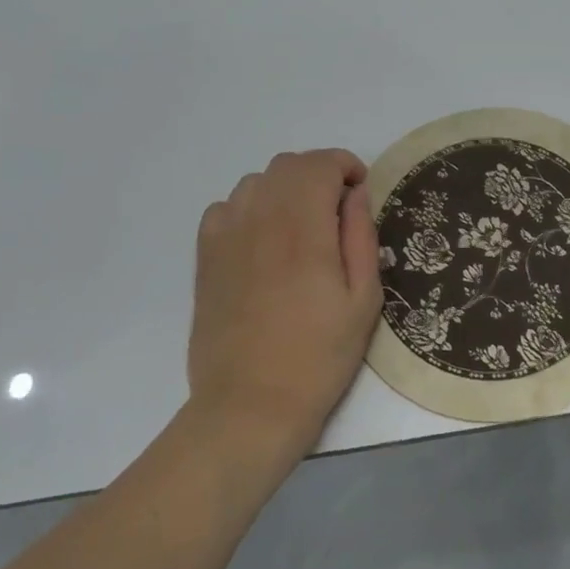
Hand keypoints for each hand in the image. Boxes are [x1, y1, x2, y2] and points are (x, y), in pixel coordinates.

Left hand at [186, 149, 382, 461]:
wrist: (251, 404)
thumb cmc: (319, 356)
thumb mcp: (363, 300)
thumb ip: (361, 237)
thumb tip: (356, 194)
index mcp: (304, 229)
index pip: (320, 164)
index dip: (345, 165)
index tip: (360, 189)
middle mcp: (260, 220)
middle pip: (287, 165)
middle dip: (318, 173)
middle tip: (338, 208)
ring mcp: (226, 237)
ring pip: (256, 182)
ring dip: (285, 188)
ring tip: (302, 224)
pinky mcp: (206, 257)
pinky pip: (226, 207)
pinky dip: (251, 207)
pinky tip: (264, 239)